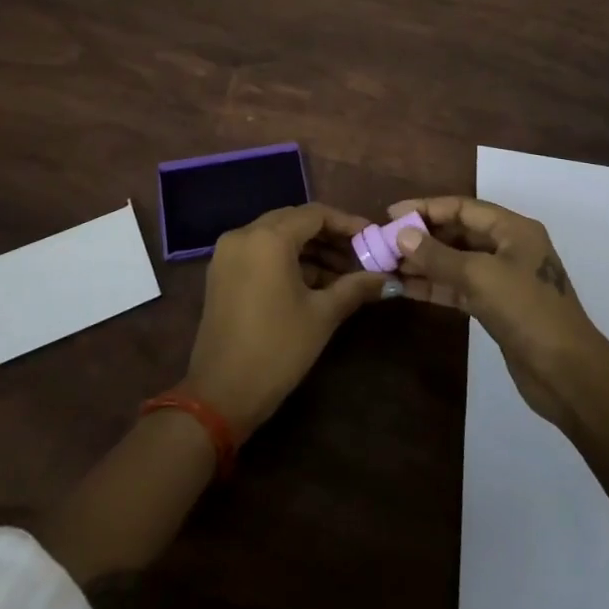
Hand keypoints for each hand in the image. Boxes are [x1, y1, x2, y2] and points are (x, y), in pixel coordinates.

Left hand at [181, 203, 385, 439]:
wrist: (221, 394)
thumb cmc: (277, 349)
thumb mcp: (322, 315)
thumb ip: (355, 287)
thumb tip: (387, 278)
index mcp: (268, 238)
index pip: (315, 214)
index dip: (347, 223)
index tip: (372, 237)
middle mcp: (244, 234)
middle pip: (294, 221)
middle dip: (329, 236)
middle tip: (360, 254)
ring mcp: (228, 253)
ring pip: (277, 236)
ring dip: (310, 249)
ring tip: (343, 273)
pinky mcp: (222, 272)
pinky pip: (261, 252)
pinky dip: (287, 260)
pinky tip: (314, 282)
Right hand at [388, 195, 607, 425]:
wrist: (568, 374)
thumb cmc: (527, 312)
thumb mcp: (480, 277)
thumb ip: (438, 255)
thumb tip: (402, 234)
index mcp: (513, 229)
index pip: (462, 207)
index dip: (426, 208)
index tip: (391, 214)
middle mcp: (509, 247)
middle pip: (458, 232)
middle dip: (422, 236)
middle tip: (384, 242)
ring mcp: (503, 279)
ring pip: (456, 261)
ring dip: (424, 262)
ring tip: (387, 264)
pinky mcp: (497, 307)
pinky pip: (459, 287)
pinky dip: (435, 286)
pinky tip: (406, 288)